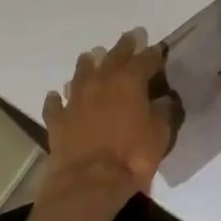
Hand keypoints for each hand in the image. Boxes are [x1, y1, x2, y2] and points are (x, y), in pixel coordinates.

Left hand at [40, 29, 172, 205]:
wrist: (89, 182)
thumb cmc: (132, 156)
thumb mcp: (160, 134)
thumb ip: (163, 112)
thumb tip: (165, 99)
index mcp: (129, 81)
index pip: (145, 59)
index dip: (154, 54)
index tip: (159, 49)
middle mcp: (101, 82)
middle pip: (113, 56)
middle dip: (124, 47)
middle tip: (130, 38)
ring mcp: (76, 99)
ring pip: (81, 73)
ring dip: (88, 63)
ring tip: (91, 57)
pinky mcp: (58, 120)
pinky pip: (55, 103)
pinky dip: (57, 98)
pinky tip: (56, 95)